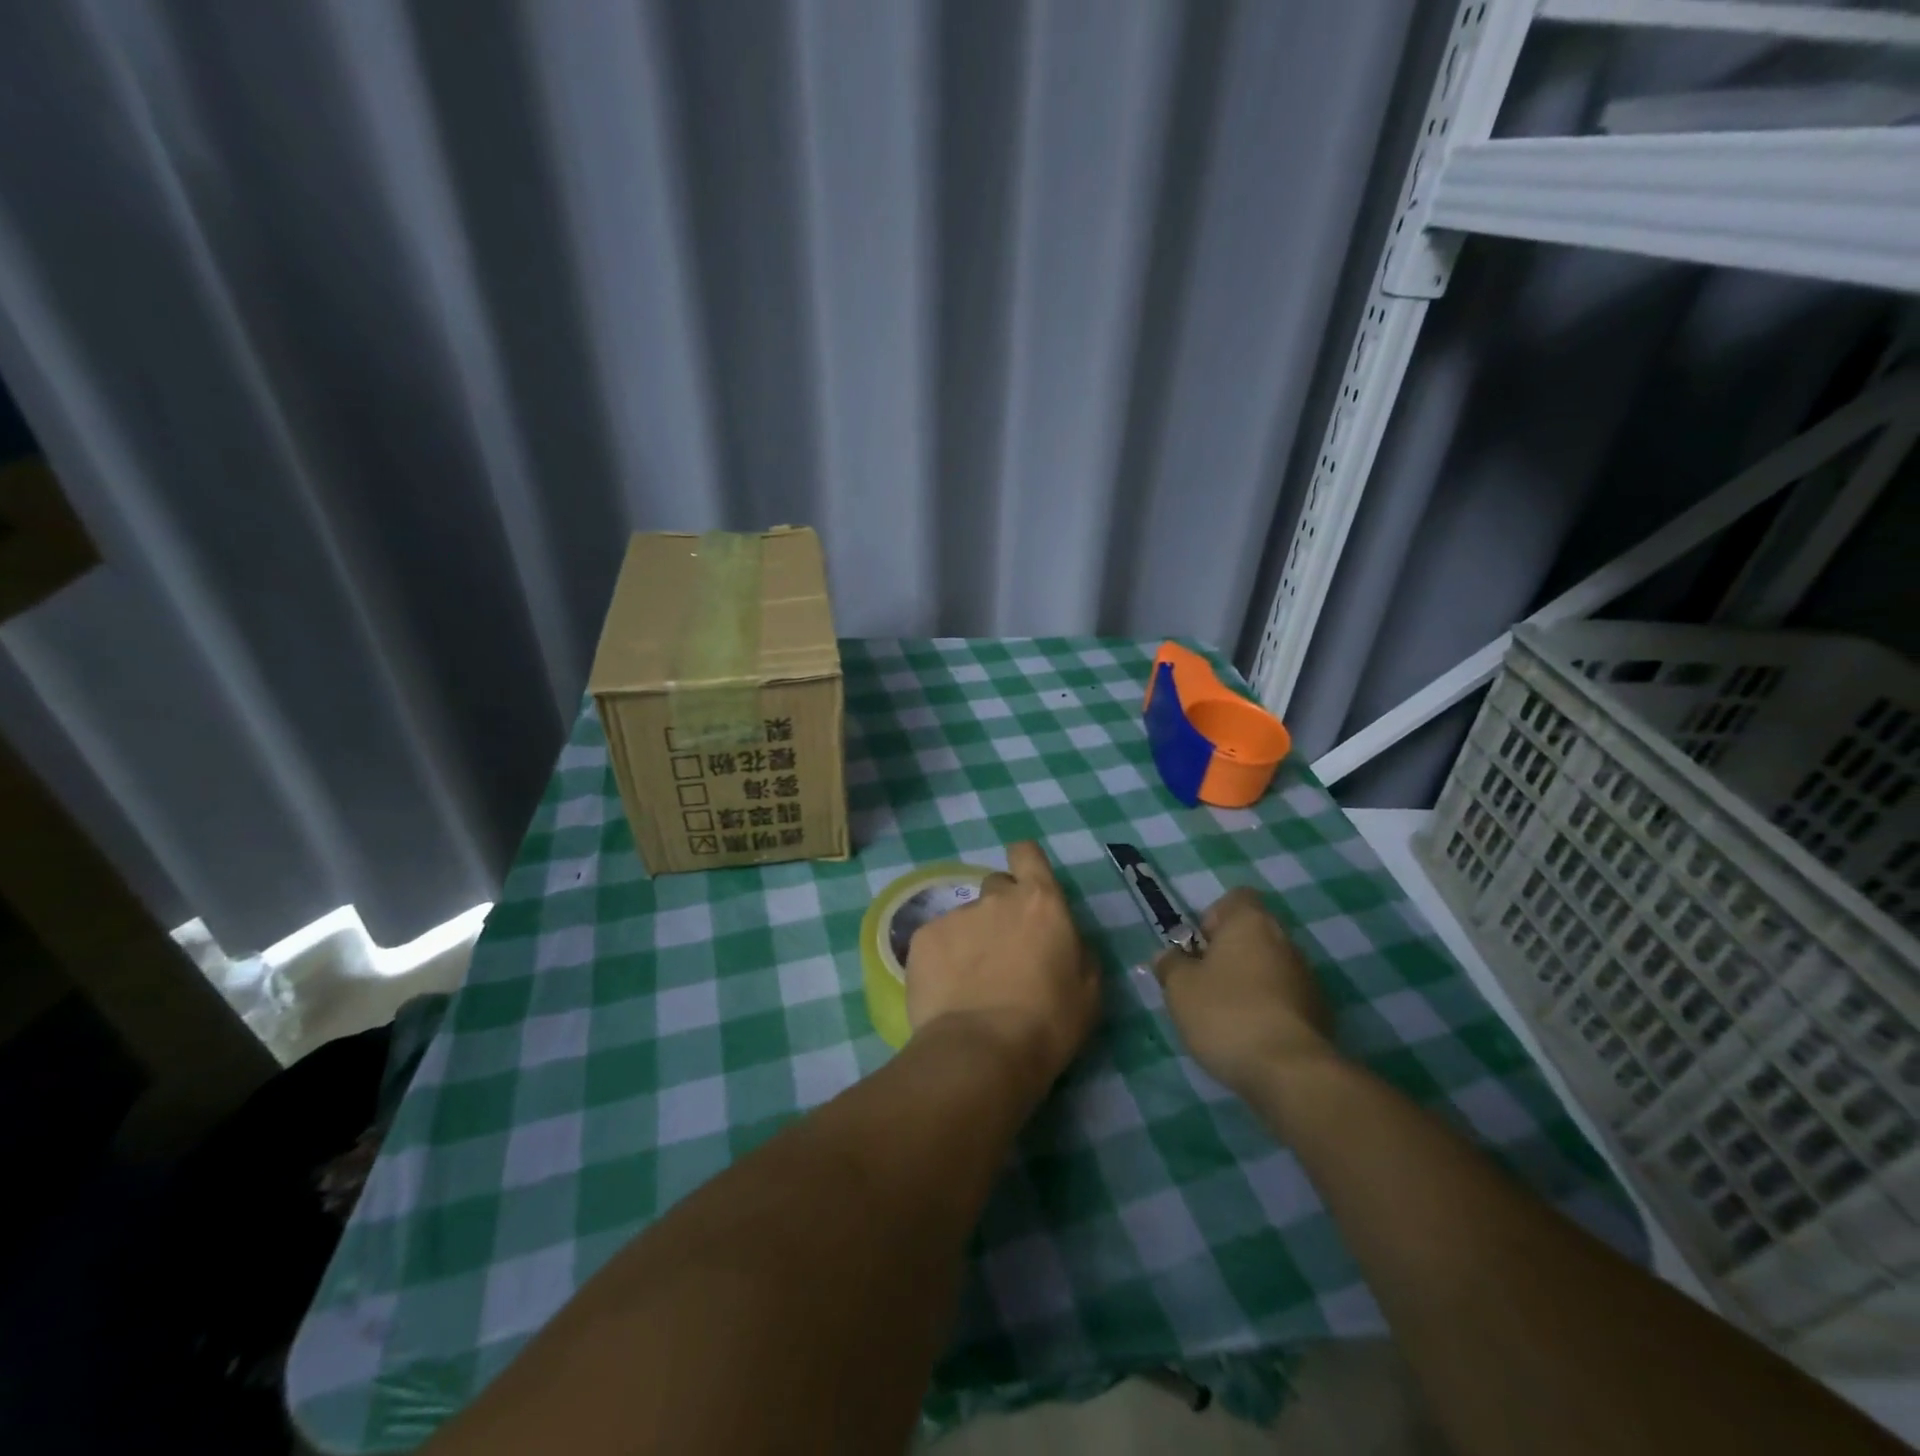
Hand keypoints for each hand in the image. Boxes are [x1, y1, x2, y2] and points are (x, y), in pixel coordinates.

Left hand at [904, 842, 1101, 1091]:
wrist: (981, 1053)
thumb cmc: (1048, 1024)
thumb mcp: (1087, 988)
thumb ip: (1075, 948)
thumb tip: (1061, 938)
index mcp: (1041, 902)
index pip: (1027, 853)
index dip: (1025, 864)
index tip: (1025, 886)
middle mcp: (996, 898)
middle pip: (997, 887)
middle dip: (1001, 910)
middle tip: (1004, 952)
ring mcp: (956, 915)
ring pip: (966, 919)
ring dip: (971, 940)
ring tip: (972, 984)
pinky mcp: (923, 938)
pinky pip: (938, 940)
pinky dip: (943, 959)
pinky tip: (949, 992)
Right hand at [1152, 886, 1334, 1096]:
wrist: (1290, 1072)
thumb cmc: (1226, 1014)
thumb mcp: (1180, 988)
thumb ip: (1171, 964)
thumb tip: (1168, 955)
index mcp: (1250, 922)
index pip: (1236, 898)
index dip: (1213, 918)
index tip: (1197, 949)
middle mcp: (1284, 940)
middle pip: (1252, 934)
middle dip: (1228, 955)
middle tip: (1203, 984)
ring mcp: (1307, 977)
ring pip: (1269, 967)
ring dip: (1249, 982)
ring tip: (1225, 1016)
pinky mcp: (1320, 1013)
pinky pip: (1285, 998)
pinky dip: (1268, 1009)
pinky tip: (1251, 1037)